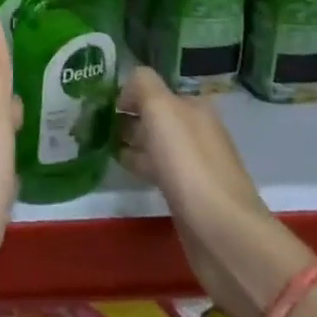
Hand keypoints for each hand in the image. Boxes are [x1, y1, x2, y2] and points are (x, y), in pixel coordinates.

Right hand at [118, 66, 310, 316]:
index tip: (101, 104)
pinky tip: (124, 168)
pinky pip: (159, 169)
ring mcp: (196, 165)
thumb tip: (128, 89)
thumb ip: (142, 84)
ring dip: (132, 141)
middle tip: (94, 123)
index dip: (129, 93)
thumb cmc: (188, 164)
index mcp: (195, 107)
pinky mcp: (190, 195)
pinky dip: (140, 164)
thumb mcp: (161, 108)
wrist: (222, 232)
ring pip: (157, 143)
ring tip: (101, 143)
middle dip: (128, 117)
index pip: (156, 89)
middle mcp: (199, 131)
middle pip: (157, 116)